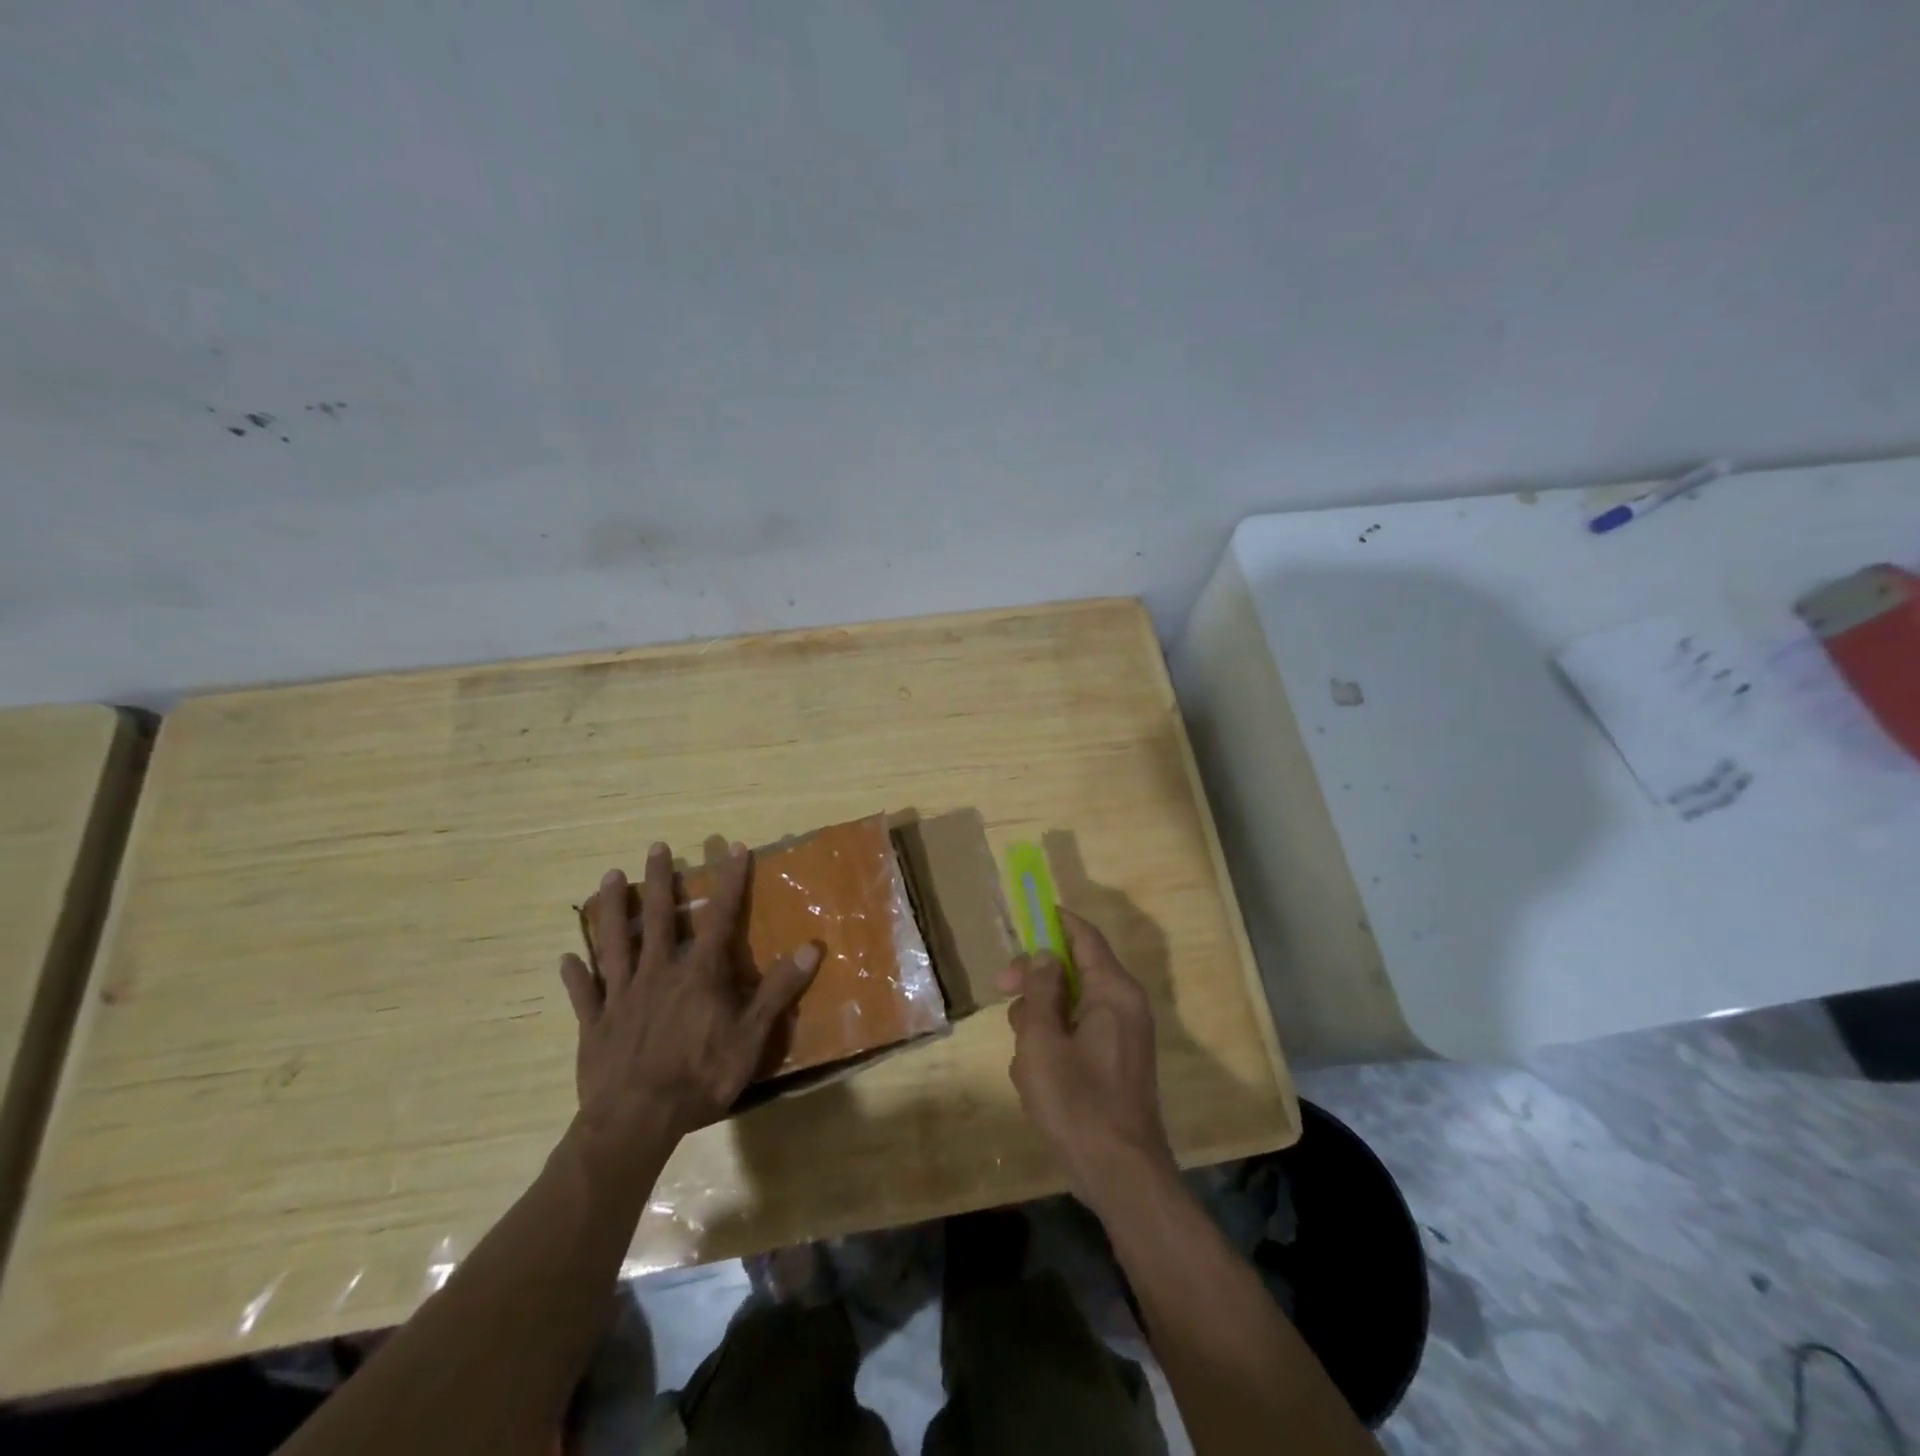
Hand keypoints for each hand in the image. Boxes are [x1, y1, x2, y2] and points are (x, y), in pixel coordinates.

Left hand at [558, 843, 820, 1147]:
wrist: (635, 1121)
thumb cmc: (700, 1077)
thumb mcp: (751, 1036)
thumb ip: (778, 990)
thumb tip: (811, 947)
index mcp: (698, 974)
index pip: (719, 918)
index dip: (729, 882)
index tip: (734, 848)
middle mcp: (657, 973)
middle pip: (656, 917)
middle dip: (658, 880)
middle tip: (655, 847)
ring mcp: (621, 997)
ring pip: (615, 942)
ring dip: (611, 909)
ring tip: (608, 876)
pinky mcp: (595, 1024)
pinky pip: (584, 994)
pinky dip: (576, 975)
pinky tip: (567, 958)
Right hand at [999, 908, 1177, 1208]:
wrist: (1120, 1175)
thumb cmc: (1077, 1102)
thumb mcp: (1043, 1040)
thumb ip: (1040, 989)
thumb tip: (1043, 955)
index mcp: (1113, 991)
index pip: (1084, 936)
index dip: (1053, 922)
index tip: (1023, 917)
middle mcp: (1124, 1005)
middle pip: (1073, 971)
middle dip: (1035, 981)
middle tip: (1002, 992)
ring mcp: (1122, 1036)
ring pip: (1069, 1007)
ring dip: (1040, 1023)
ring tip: (1025, 1060)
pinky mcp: (1115, 1063)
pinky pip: (1078, 1036)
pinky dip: (1054, 1047)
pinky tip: (1038, 1081)